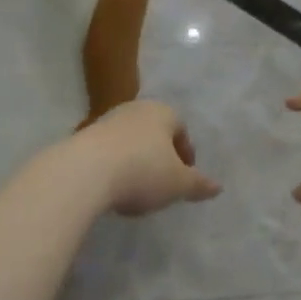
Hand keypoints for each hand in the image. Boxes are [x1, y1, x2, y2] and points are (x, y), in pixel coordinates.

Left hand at [75, 101, 220, 216]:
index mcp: (163, 112)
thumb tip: (218, 187)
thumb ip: (199, 185)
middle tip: (163, 183)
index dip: (186, 154)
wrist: (84, 172)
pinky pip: (107, 152)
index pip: (181, 129)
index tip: (184, 178)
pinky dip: (113, 167)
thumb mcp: (178, 184)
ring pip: (129, 141)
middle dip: (160, 156)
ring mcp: (106, 121)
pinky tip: (112, 189)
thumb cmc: (143, 171)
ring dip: (135, 162)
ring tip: (135, 190)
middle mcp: (135, 109)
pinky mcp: (82, 137)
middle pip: (154, 133)